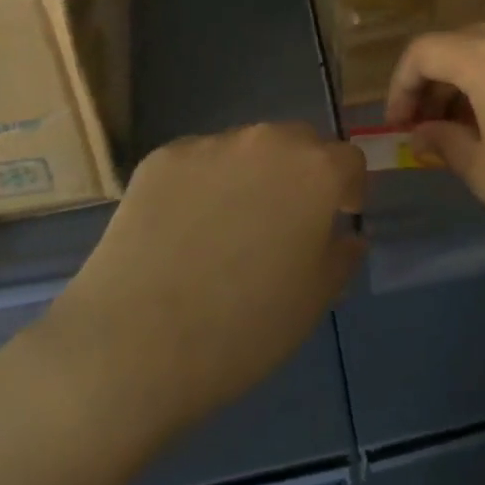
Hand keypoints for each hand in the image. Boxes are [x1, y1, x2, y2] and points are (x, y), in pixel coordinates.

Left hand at [28, 122, 364, 448]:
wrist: (135, 342)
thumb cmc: (244, 328)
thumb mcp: (314, 301)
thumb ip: (341, 256)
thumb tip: (345, 235)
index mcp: (316, 170)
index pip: (349, 161)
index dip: (348, 190)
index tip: (337, 219)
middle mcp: (268, 141)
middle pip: (299, 143)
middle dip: (302, 174)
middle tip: (284, 222)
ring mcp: (210, 144)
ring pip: (246, 150)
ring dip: (251, 176)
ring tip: (226, 229)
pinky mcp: (162, 157)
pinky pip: (198, 163)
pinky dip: (202, 185)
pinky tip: (183, 231)